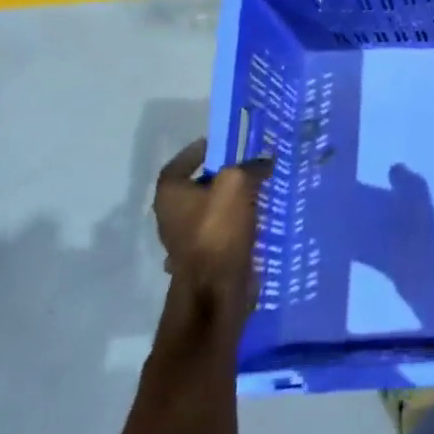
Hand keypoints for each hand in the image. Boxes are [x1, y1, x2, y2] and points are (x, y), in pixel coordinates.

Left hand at [152, 139, 271, 327]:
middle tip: (248, 167)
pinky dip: (237, 225)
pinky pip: (221, 233)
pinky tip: (257, 222)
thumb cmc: (217, 230)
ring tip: (259, 192)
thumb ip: (250, 167)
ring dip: (231, 203)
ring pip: (211, 212)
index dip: (199, 152)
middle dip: (221, 177)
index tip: (219, 145)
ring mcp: (185, 240)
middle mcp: (171, 215)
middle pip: (197, 188)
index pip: (180, 163)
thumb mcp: (237, 184)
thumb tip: (264, 162)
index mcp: (170, 194)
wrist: (215, 288)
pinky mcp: (203, 259)